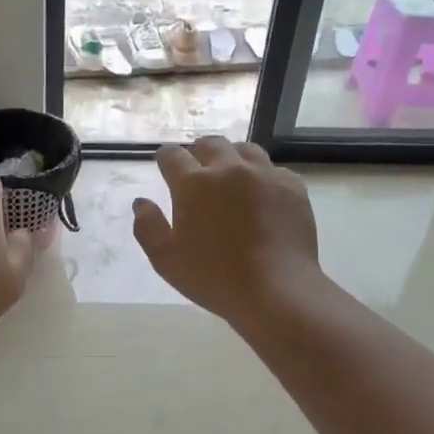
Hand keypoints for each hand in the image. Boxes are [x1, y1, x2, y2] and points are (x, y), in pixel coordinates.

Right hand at [132, 137, 323, 328]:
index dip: (166, 159)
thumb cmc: (214, 277)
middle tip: (198, 170)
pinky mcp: (292, 187)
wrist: (276, 289)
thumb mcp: (166, 260)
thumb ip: (147, 227)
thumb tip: (142, 202)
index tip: (166, 167)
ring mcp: (264, 175)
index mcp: (194, 183)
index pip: (172, 155)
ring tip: (231, 177)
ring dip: (232, 158)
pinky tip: (262, 196)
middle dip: (199, 152)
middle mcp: (229, 169)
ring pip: (244, 150)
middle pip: (211, 144)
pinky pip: (274, 170)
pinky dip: (263, 176)